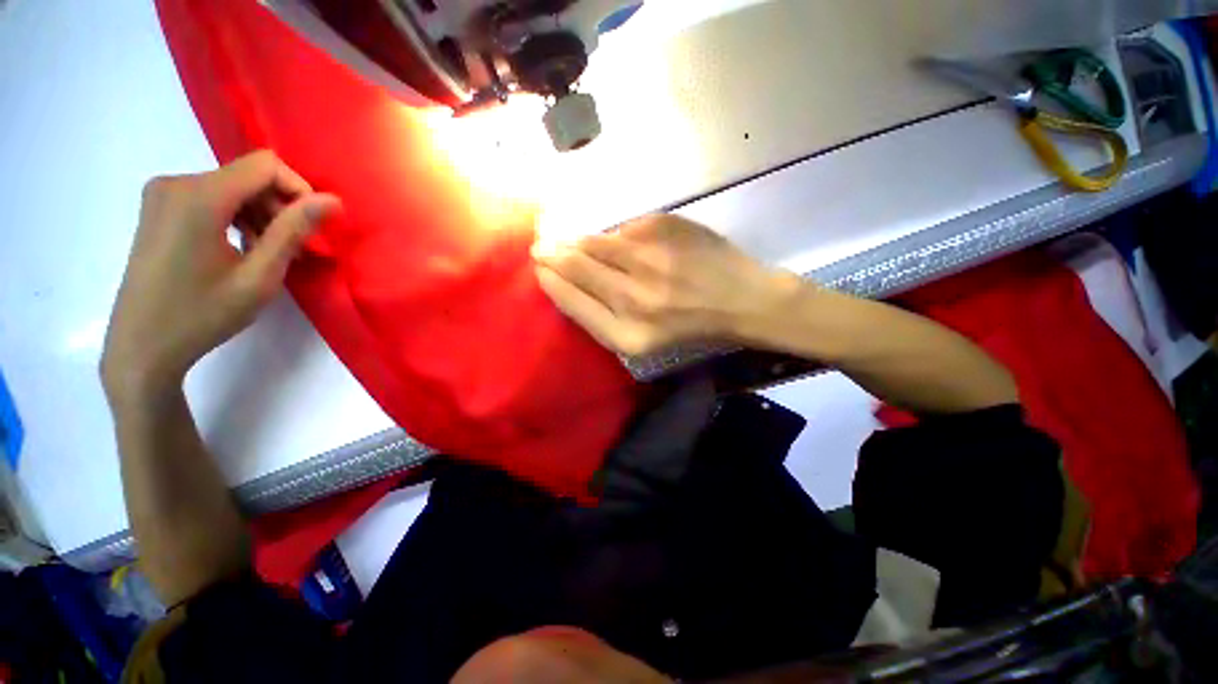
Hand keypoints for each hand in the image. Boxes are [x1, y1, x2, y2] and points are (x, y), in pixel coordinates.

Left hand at [101, 151, 339, 401]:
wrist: (142, 346)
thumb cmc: (202, 315)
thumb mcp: (259, 277)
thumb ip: (294, 232)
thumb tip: (332, 201)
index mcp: (199, 197)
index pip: (265, 165)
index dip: (298, 190)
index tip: (310, 227)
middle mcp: (177, 183)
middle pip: (247, 176)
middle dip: (279, 208)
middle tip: (294, 249)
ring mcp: (163, 194)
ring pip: (231, 187)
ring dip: (260, 215)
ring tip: (268, 253)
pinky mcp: (158, 208)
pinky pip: (210, 197)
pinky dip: (235, 217)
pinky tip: (240, 248)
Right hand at [533, 215, 801, 355]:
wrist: (742, 299)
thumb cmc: (691, 326)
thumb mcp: (644, 340)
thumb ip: (603, 315)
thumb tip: (567, 277)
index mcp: (628, 335)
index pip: (572, 302)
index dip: (551, 282)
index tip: (539, 270)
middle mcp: (634, 298)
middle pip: (576, 268)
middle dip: (552, 255)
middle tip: (540, 247)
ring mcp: (648, 259)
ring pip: (593, 243)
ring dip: (573, 240)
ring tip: (563, 238)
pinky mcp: (662, 227)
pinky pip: (622, 229)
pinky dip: (615, 236)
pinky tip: (621, 243)